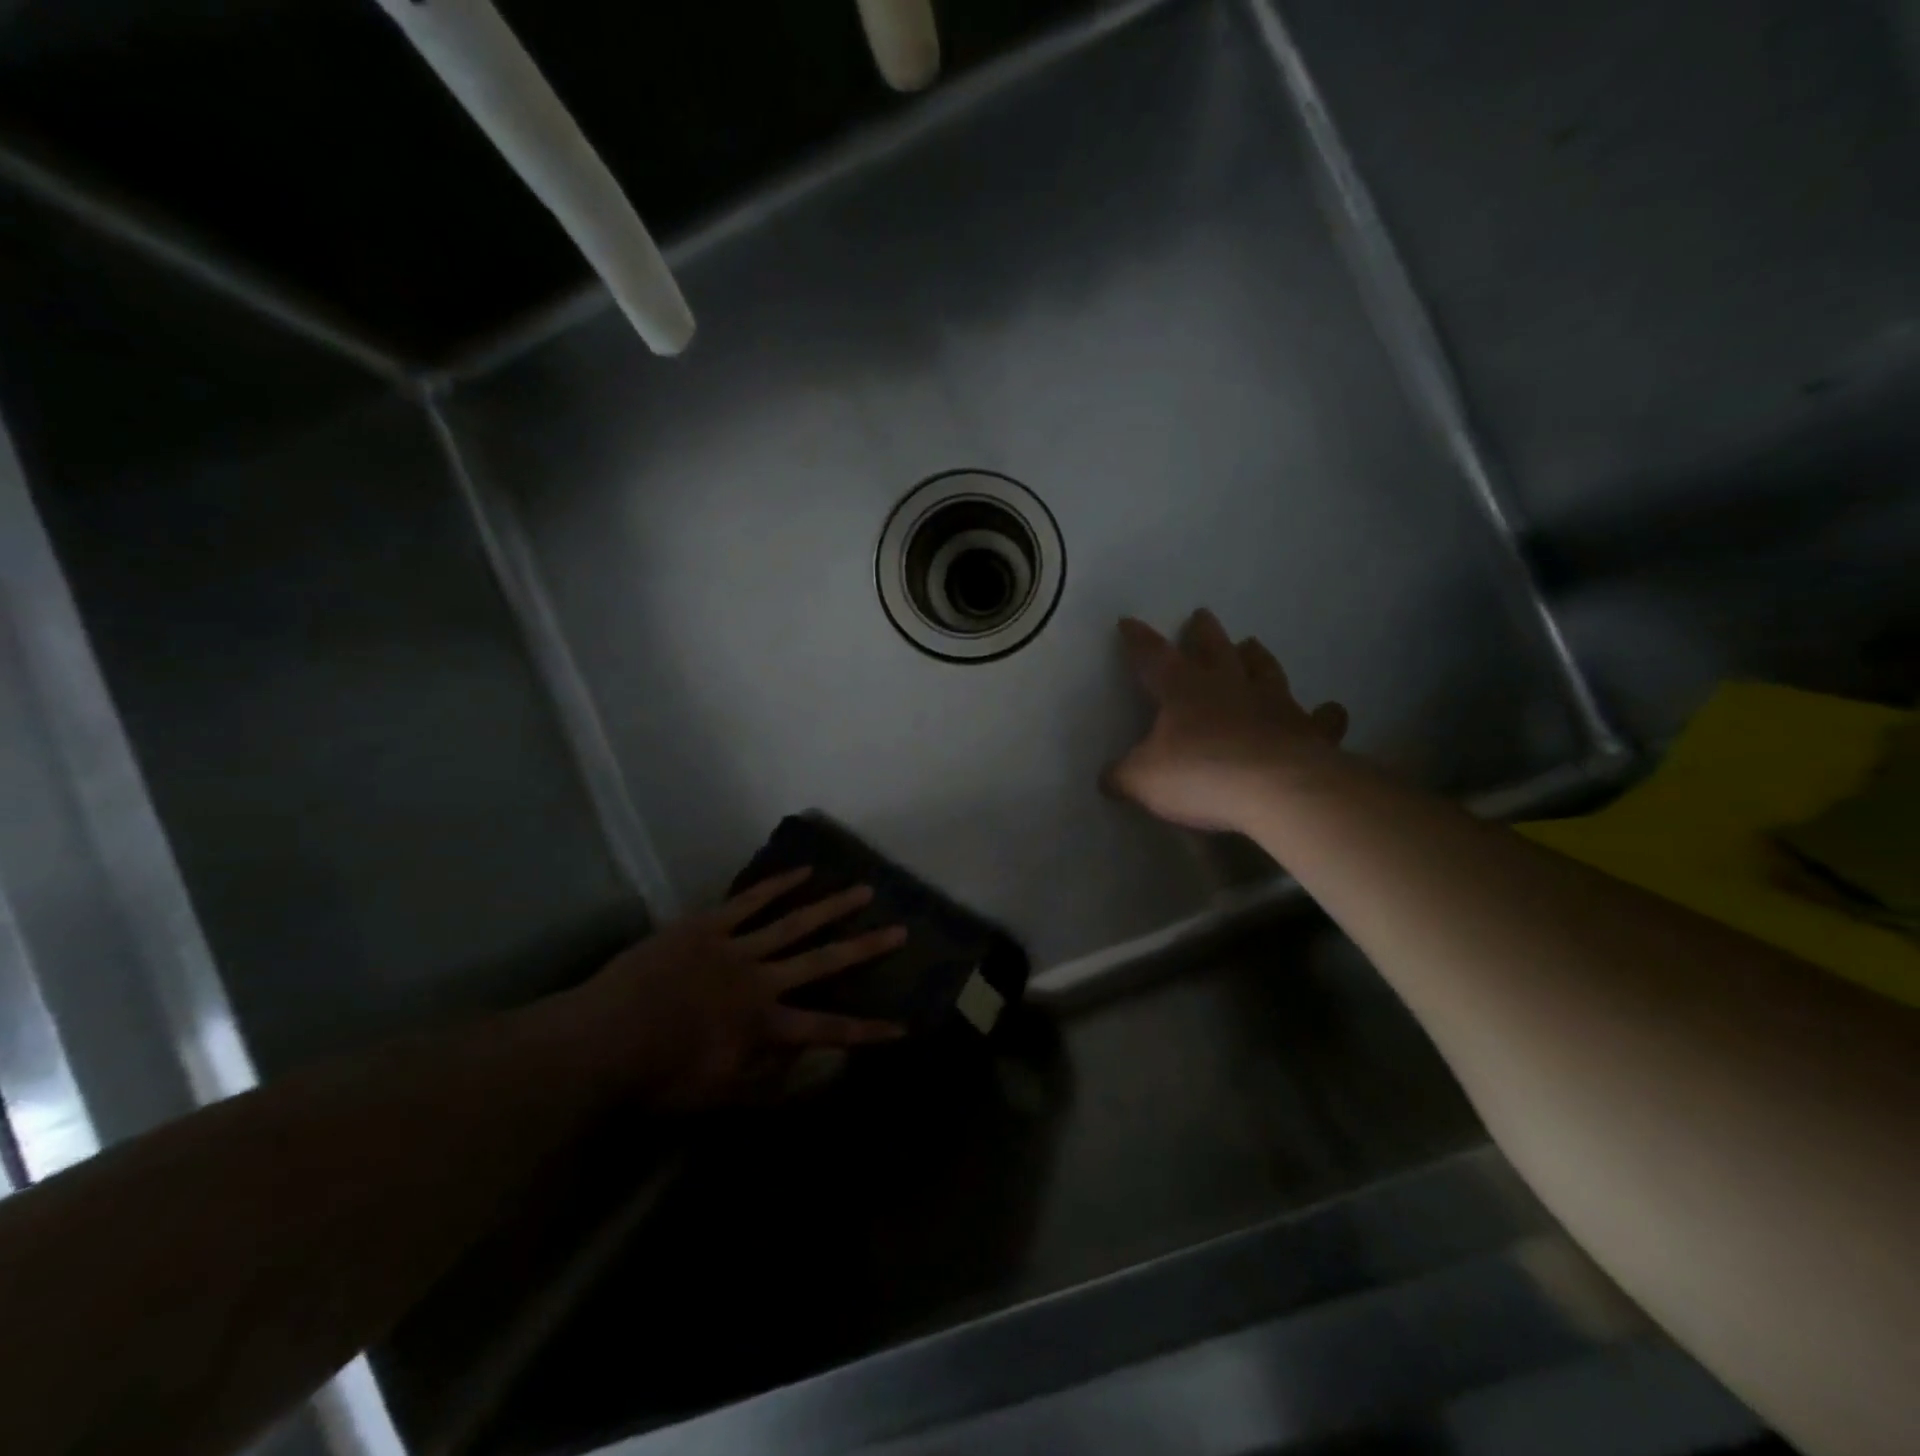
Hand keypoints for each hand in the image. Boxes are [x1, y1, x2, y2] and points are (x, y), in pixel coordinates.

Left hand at [552, 870, 907, 1109]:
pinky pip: (750, 902)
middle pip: (823, 960)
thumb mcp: (716, 1095)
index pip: (828, 1029)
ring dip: (832, 906)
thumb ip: (764, 1082)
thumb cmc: (658, 1075)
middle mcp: (762, 981)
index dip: (868, 1031)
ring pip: (794, 922)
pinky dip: (778, 885)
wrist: (602, 1038)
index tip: (903, 1027)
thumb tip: (803, 1065)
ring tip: (863, 889)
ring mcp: (736, 947)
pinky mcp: (709, 925)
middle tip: (900, 930)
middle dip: (865, 948)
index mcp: (765, 1025)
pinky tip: (803, 870)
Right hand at [1108, 609, 1348, 833]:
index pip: (1154, 657)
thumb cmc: (1201, 776)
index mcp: (1183, 691)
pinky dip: (1324, 714)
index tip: (1129, 622)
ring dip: (1256, 657)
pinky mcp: (1309, 731)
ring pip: (1264, 670)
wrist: (1276, 791)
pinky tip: (1330, 710)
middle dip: (1204, 633)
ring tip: (1252, 644)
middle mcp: (1228, 688)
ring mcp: (1273, 705)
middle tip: (1203, 615)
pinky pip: (1320, 718)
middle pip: (1214, 650)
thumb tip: (1105, 779)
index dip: (1139, 640)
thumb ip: (1122, 777)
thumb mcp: (1143, 781)